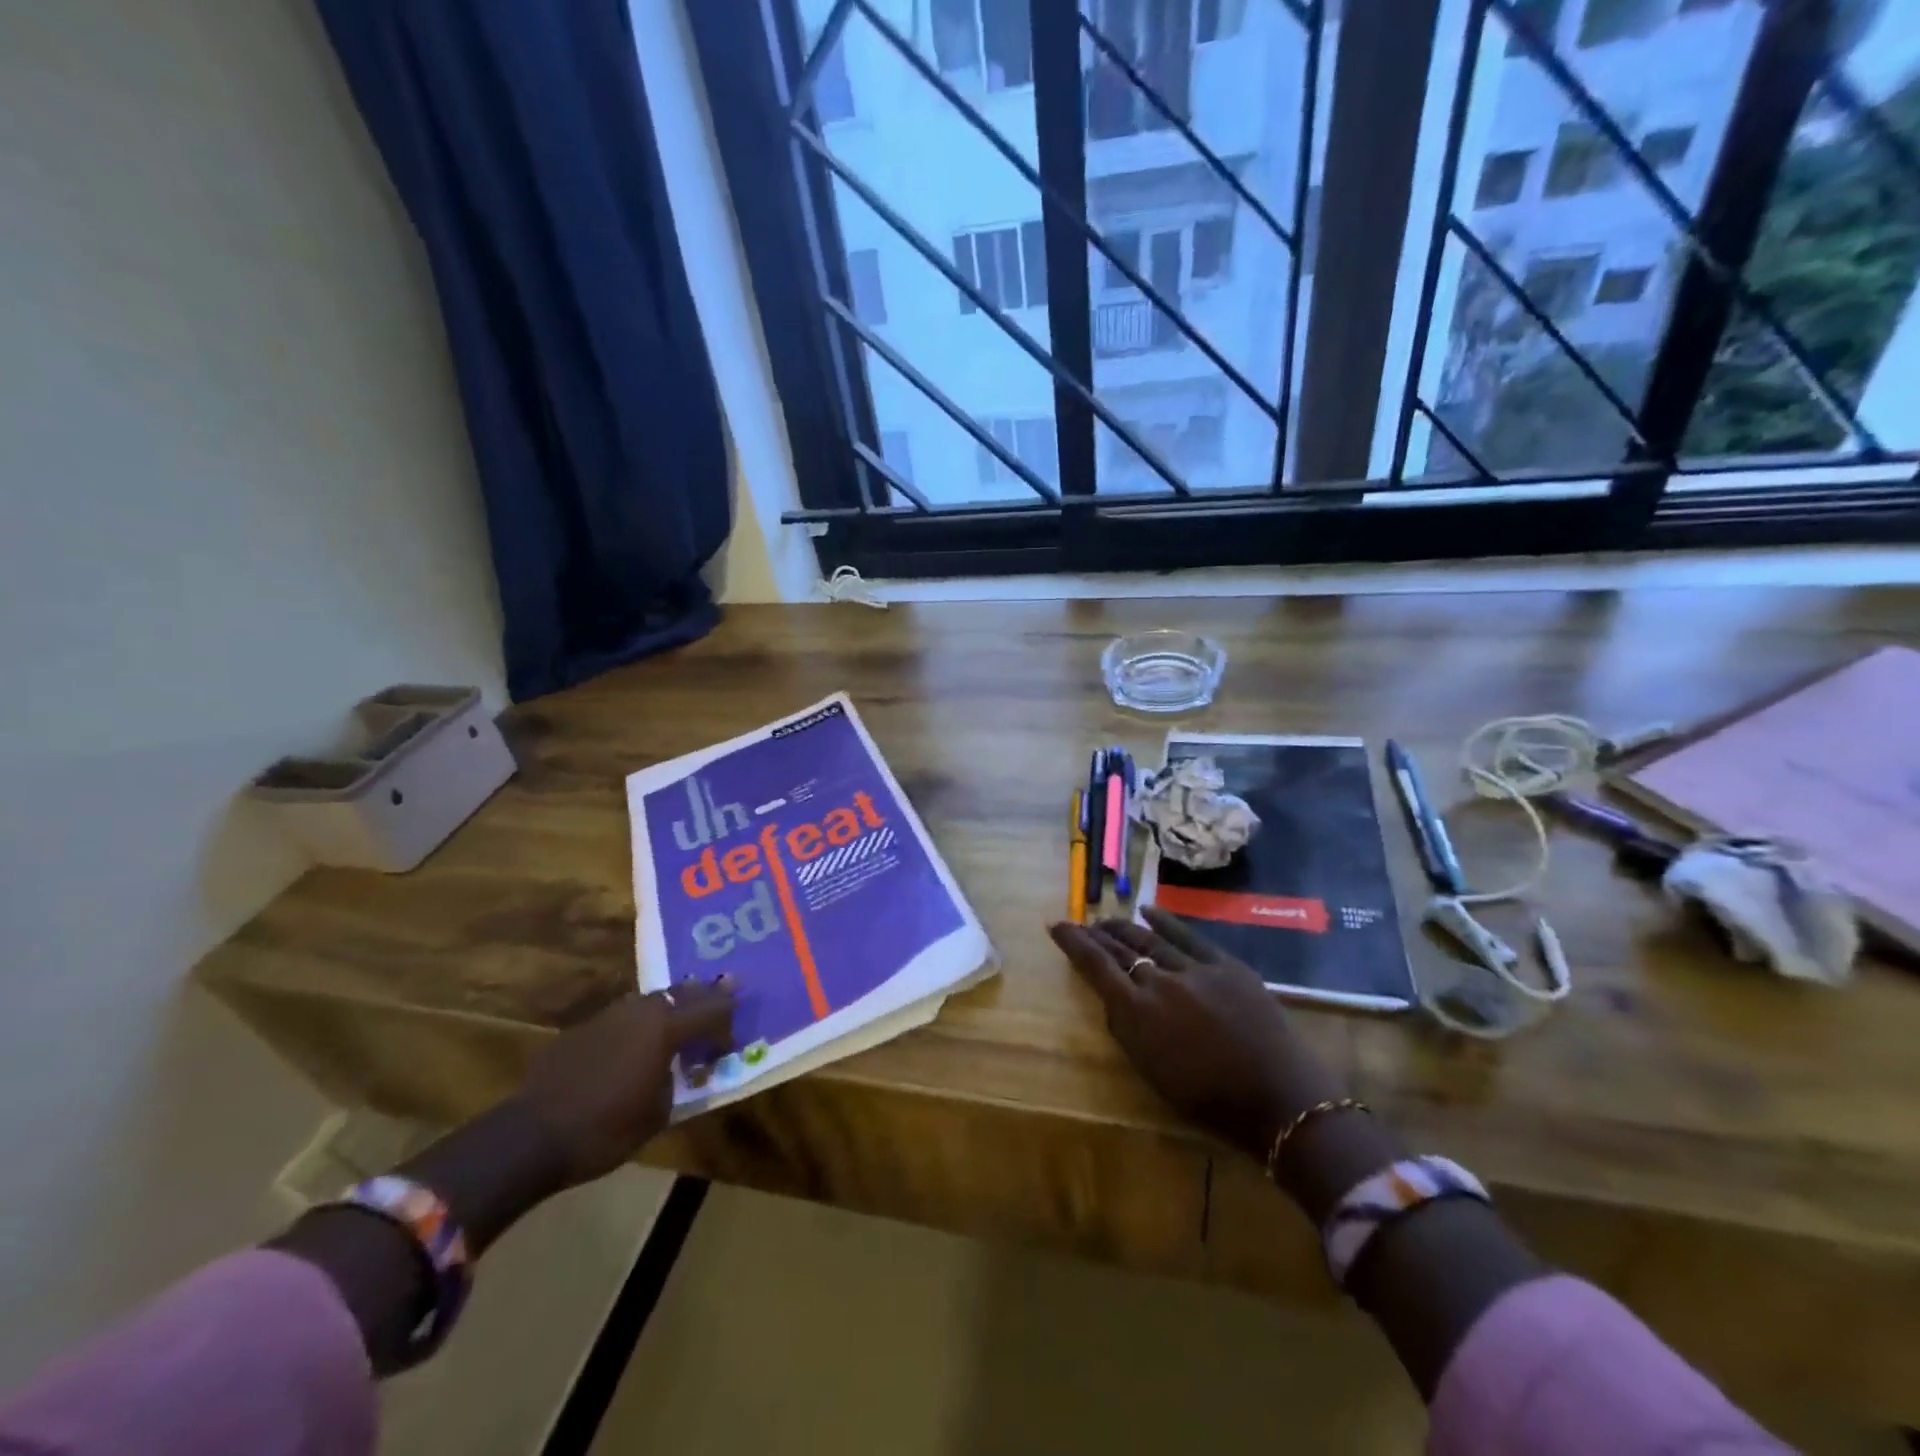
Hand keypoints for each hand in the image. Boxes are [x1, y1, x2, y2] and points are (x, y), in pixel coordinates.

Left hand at [518, 980, 737, 1185]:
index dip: (728, 1019)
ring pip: (652, 1000)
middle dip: (704, 996)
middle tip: (725, 989)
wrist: (531, 1137)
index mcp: (666, 1027)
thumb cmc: (605, 1130)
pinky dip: (638, 1024)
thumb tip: (684, 1071)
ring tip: (682, 1014)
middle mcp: (642, 1010)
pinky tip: (635, 1043)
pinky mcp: (583, 1028)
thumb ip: (679, 1082)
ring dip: (671, 1006)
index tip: (734, 1034)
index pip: (712, 1009)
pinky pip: (623, 1018)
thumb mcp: (659, 1114)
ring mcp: (609, 1015)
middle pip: (683, 993)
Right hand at [1050, 908, 1346, 1160]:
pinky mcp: (1225, 965)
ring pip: (1150, 940)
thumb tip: (1115, 1000)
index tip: (1056, 925)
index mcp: (1137, 1013)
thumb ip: (1128, 1032)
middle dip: (1096, 934)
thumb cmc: (1210, 1101)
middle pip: (1120, 949)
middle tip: (1081, 924)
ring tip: (1107, 920)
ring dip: (1125, 929)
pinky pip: (1188, 936)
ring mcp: (1194, 969)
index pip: (1096, 967)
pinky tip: (1148, 911)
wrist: (1279, 1099)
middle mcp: (1160, 982)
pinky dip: (1166, 922)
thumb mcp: (1153, 1073)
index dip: (1073, 943)